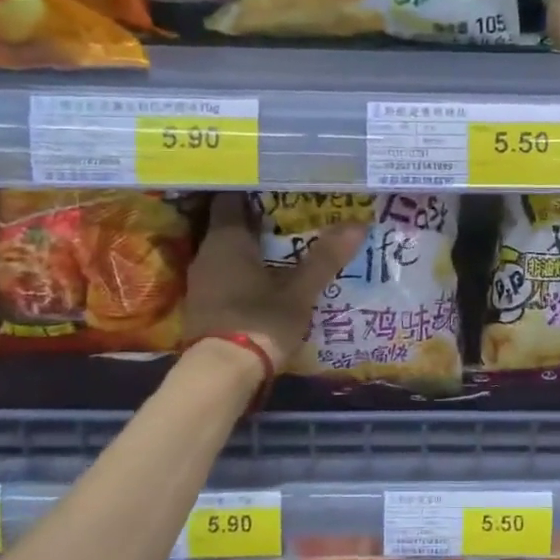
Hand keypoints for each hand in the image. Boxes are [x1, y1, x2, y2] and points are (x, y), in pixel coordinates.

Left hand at [182, 195, 366, 369]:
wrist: (221, 375)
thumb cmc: (261, 321)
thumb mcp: (300, 291)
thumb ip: (326, 258)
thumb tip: (358, 225)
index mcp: (227, 239)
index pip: (231, 198)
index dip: (253, 189)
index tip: (279, 184)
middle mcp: (207, 253)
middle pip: (229, 224)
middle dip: (257, 219)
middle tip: (291, 214)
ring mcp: (201, 281)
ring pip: (226, 251)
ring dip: (250, 248)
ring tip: (283, 246)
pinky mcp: (203, 306)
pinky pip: (223, 274)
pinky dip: (242, 271)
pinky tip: (265, 277)